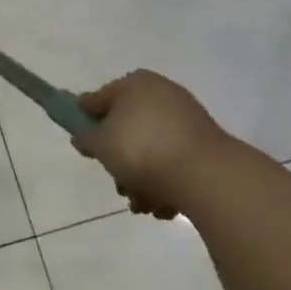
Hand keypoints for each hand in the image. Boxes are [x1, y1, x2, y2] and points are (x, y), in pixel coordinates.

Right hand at [71, 70, 233, 218]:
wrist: (205, 175)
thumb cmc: (141, 149)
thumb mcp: (100, 144)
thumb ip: (86, 138)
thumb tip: (83, 136)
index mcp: (135, 84)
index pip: (99, 99)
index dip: (87, 121)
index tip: (85, 146)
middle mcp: (162, 94)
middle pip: (127, 128)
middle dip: (120, 161)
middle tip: (118, 183)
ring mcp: (187, 120)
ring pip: (151, 150)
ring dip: (141, 179)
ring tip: (142, 203)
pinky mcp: (206, 146)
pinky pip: (175, 162)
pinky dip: (166, 182)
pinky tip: (163, 205)